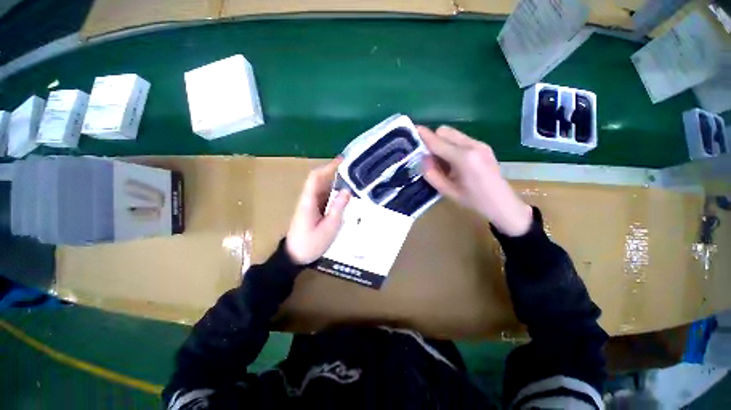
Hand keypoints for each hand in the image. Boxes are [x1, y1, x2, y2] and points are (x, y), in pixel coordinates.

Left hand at [286, 158, 350, 264]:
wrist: (294, 256)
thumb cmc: (311, 243)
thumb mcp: (329, 228)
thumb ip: (337, 208)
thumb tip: (347, 191)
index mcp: (309, 201)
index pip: (316, 177)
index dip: (328, 167)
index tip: (343, 160)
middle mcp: (308, 199)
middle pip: (320, 179)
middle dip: (335, 171)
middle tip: (353, 169)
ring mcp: (309, 204)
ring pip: (322, 187)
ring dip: (335, 181)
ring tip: (353, 178)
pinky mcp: (312, 210)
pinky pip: (324, 196)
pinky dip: (334, 191)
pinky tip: (345, 193)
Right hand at [418, 125, 532, 236]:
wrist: (502, 203)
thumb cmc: (474, 201)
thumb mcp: (448, 192)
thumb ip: (432, 174)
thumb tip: (422, 159)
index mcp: (464, 158)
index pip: (438, 142)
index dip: (423, 136)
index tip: (412, 129)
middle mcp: (473, 145)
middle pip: (444, 131)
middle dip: (433, 140)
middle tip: (428, 157)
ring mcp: (480, 144)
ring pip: (452, 133)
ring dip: (442, 142)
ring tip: (441, 161)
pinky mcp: (483, 145)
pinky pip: (460, 139)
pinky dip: (451, 145)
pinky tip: (452, 162)